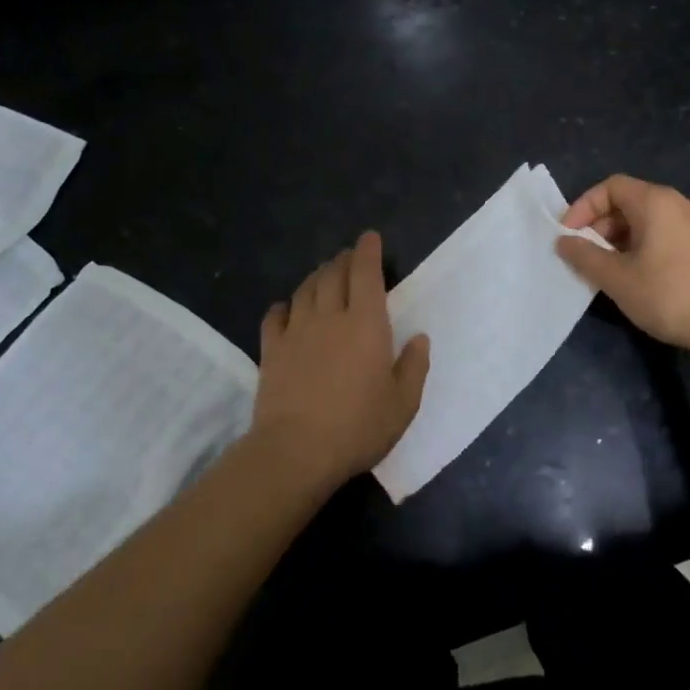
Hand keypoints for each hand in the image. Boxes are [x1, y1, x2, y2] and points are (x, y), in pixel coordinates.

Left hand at [249, 230, 429, 490]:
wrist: (296, 451)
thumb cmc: (358, 427)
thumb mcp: (403, 404)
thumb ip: (414, 366)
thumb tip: (419, 338)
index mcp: (366, 324)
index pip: (365, 274)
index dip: (367, 251)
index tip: (369, 237)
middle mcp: (329, 317)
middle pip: (334, 275)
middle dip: (344, 259)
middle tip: (350, 256)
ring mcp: (296, 332)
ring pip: (305, 290)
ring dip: (317, 276)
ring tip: (324, 274)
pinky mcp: (271, 351)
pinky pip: (275, 317)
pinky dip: (283, 306)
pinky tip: (286, 307)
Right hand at [556, 174, 689, 354]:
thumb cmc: (667, 294)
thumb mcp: (616, 277)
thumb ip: (584, 255)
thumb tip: (564, 241)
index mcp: (656, 201)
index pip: (611, 186)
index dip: (584, 207)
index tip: (569, 235)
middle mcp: (680, 202)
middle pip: (630, 201)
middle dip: (601, 225)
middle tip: (586, 255)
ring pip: (650, 219)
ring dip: (622, 238)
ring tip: (609, 268)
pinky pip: (668, 233)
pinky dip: (645, 245)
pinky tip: (639, 275)